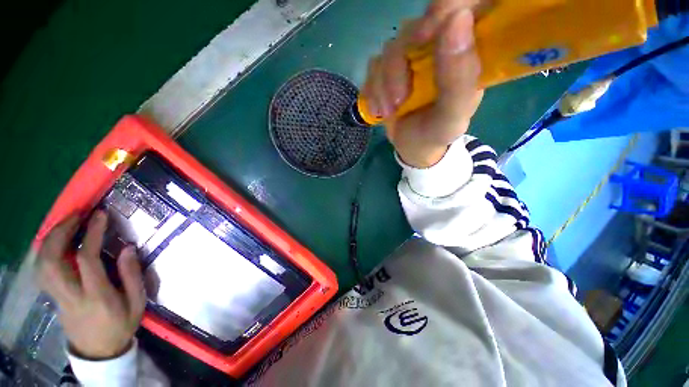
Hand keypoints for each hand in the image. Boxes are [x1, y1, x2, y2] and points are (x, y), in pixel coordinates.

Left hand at [36, 211, 145, 359]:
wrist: (100, 351)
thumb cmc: (122, 325)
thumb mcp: (137, 302)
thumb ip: (132, 275)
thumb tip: (127, 248)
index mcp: (96, 296)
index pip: (86, 260)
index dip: (91, 234)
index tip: (99, 215)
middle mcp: (70, 294)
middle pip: (52, 260)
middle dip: (60, 232)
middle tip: (76, 215)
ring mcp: (56, 297)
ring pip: (41, 264)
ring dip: (50, 240)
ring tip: (65, 224)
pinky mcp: (51, 298)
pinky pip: (41, 270)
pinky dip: (45, 252)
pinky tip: (55, 243)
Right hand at [362, 0, 483, 167]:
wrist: (412, 147)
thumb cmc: (436, 134)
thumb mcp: (452, 116)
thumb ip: (459, 76)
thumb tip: (458, 18)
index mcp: (467, 52)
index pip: (464, 6)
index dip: (444, 9)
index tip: (424, 38)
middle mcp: (439, 46)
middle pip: (415, 28)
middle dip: (399, 66)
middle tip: (399, 100)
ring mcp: (411, 56)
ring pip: (390, 49)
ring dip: (384, 84)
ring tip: (389, 112)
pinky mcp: (390, 68)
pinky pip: (374, 66)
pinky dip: (373, 89)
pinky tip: (379, 109)